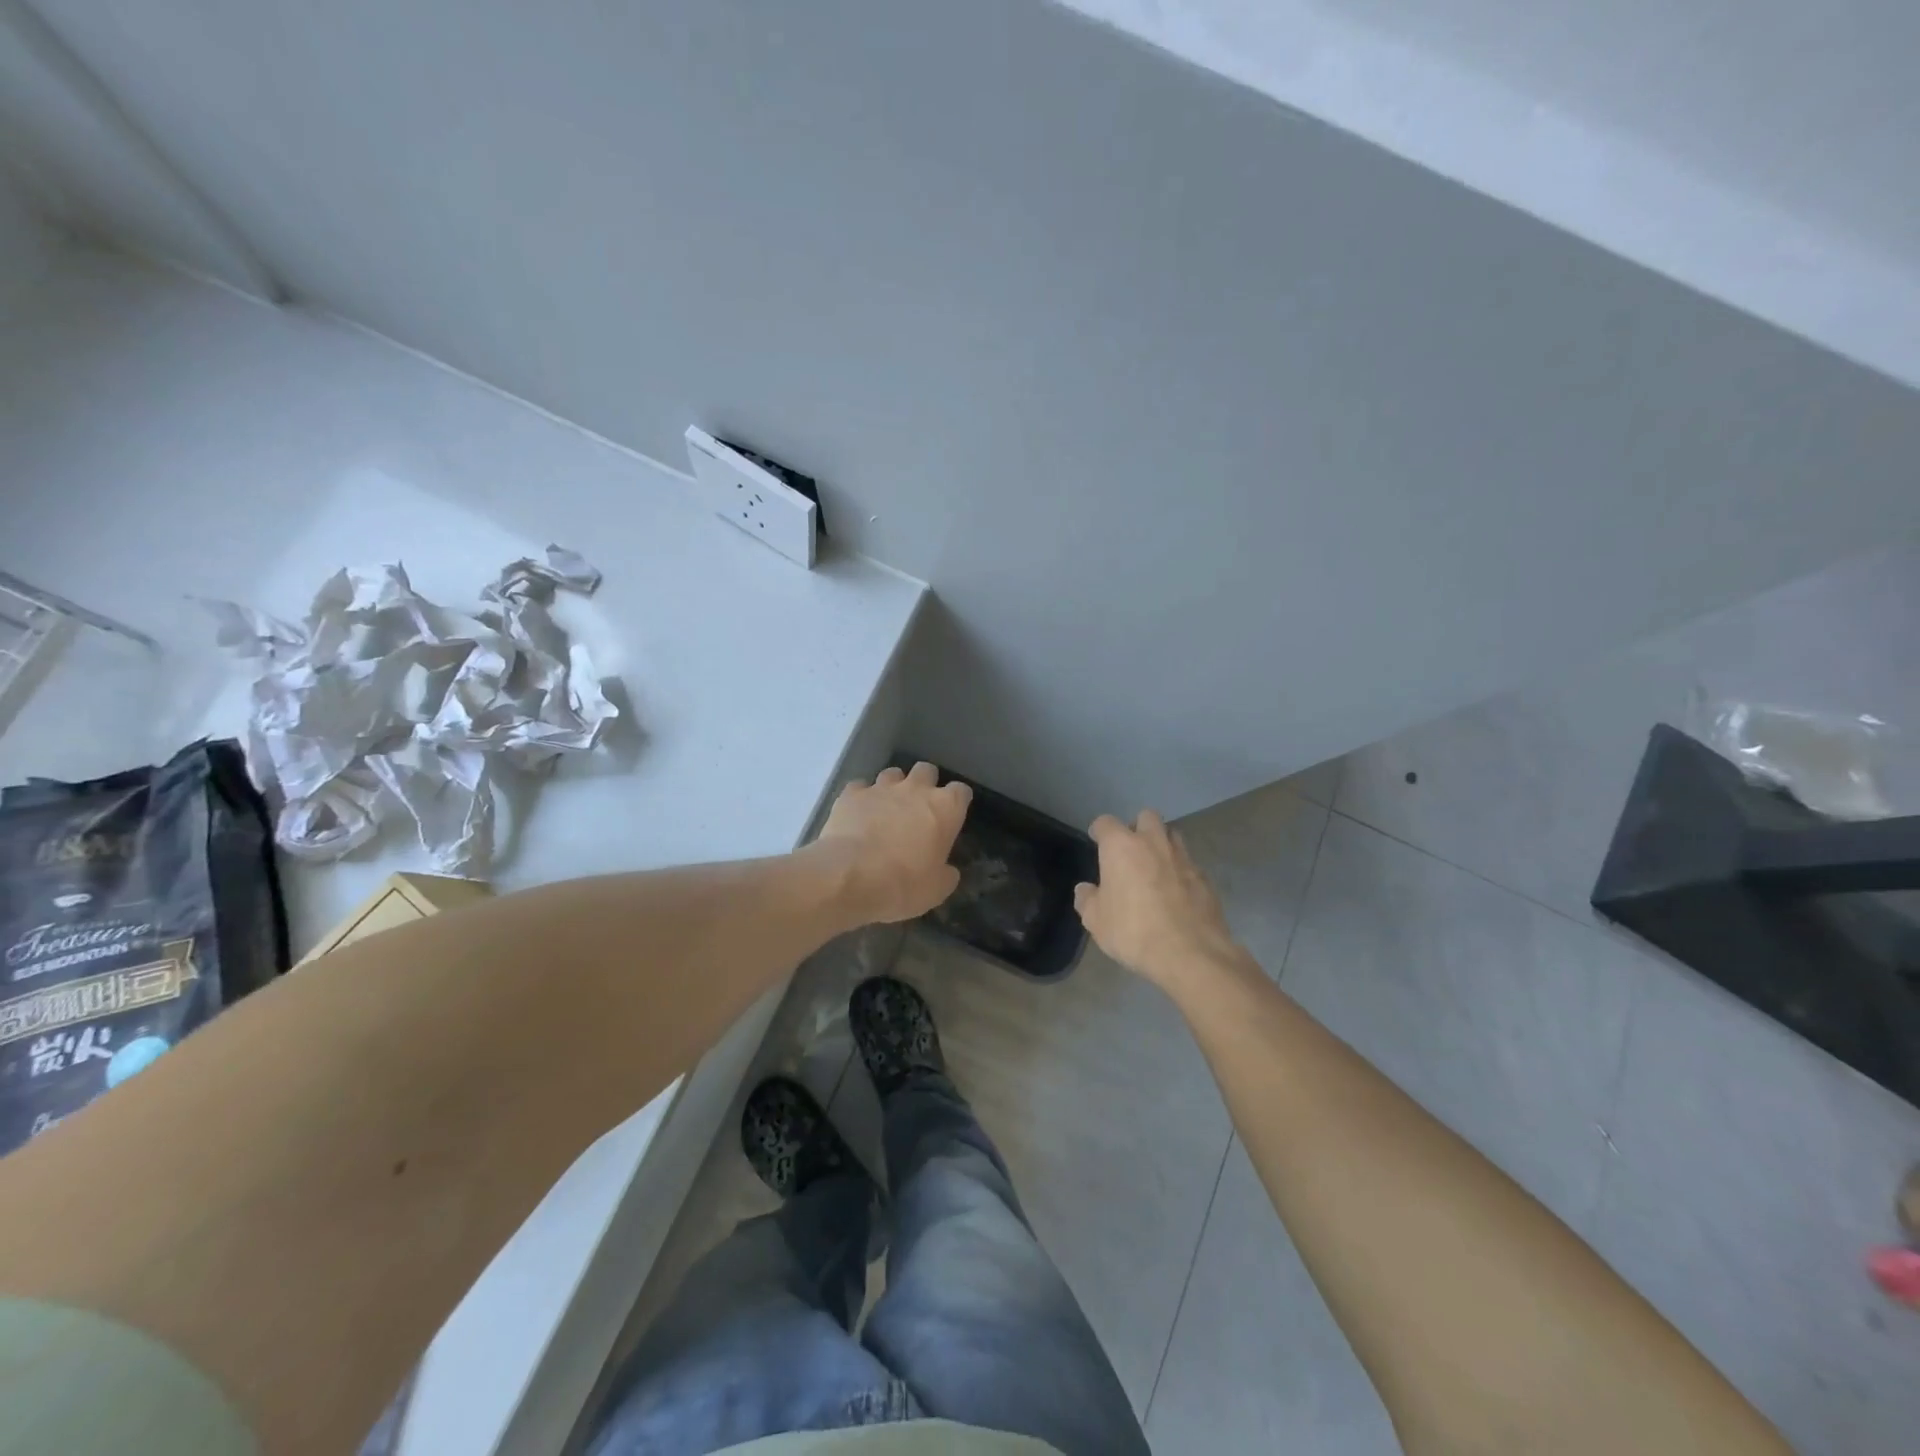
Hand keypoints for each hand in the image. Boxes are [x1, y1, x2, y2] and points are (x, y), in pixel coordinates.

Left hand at [813, 762, 971, 924]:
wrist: (849, 876)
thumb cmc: (903, 884)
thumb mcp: (937, 890)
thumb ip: (946, 873)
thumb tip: (947, 870)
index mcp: (945, 809)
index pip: (961, 792)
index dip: (957, 802)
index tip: (952, 816)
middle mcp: (915, 789)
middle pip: (926, 771)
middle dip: (925, 784)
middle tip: (918, 808)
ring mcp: (881, 788)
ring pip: (892, 774)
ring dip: (893, 788)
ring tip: (886, 809)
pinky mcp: (851, 794)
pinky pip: (860, 787)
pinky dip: (861, 799)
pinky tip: (857, 815)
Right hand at [1074, 811, 1247, 990]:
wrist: (1190, 953)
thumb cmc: (1133, 931)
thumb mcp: (1096, 921)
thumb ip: (1088, 900)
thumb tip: (1086, 890)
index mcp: (1121, 847)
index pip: (1106, 823)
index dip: (1099, 830)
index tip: (1096, 840)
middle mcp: (1153, 843)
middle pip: (1147, 816)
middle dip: (1137, 827)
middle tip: (1130, 850)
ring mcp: (1183, 858)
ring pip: (1172, 836)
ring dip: (1162, 845)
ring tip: (1155, 868)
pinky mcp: (1205, 878)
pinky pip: (1189, 864)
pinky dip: (1180, 871)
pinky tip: (1176, 893)